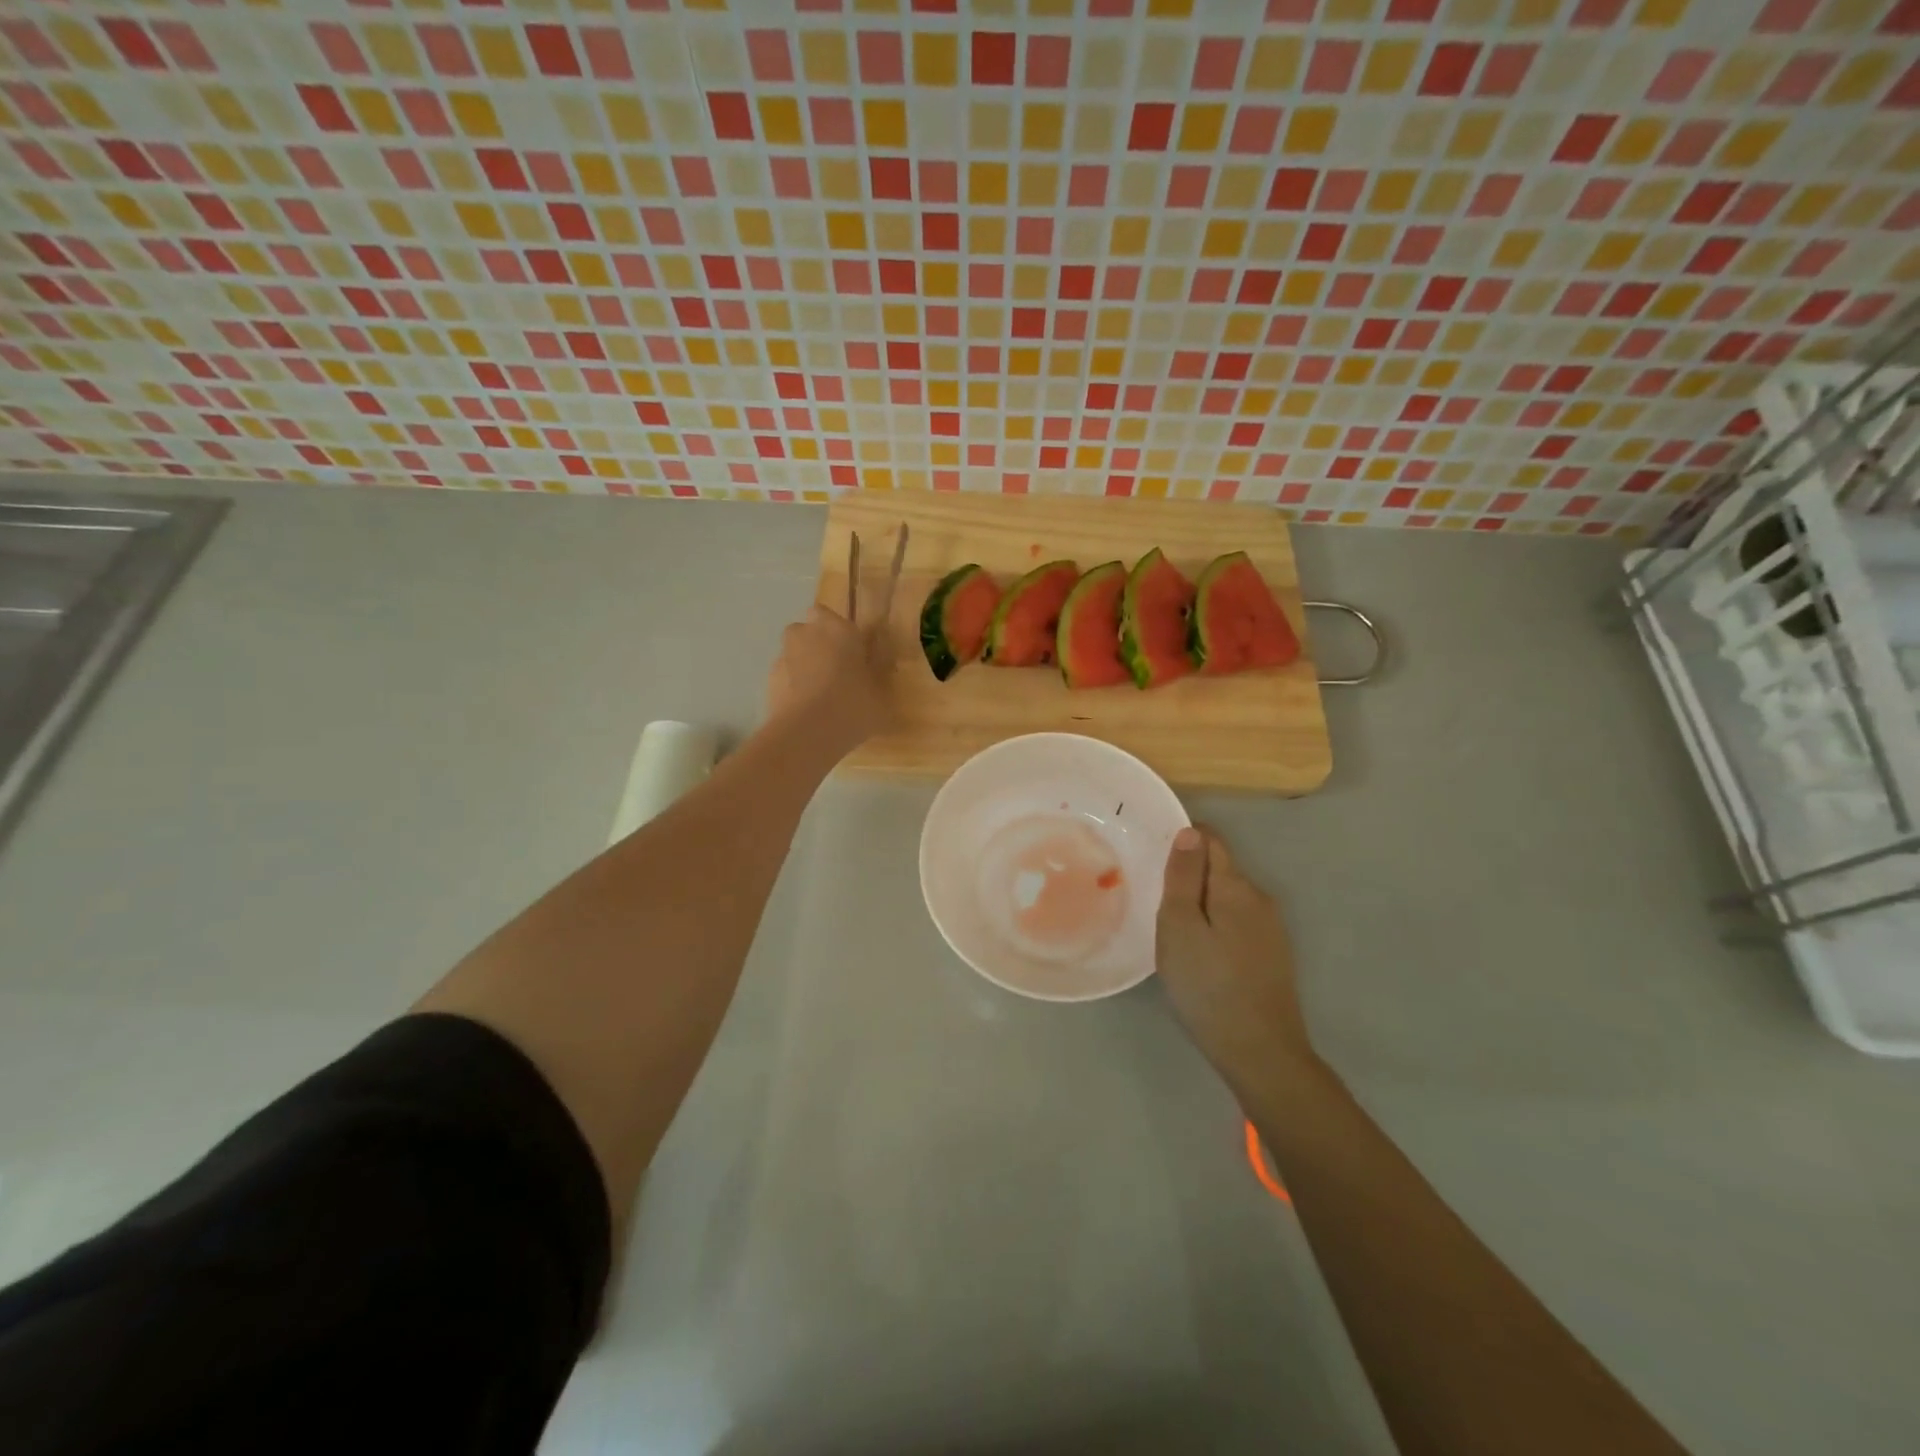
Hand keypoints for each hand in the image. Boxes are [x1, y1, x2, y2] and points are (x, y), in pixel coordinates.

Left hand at [765, 605, 890, 750]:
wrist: (807, 732)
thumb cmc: (854, 706)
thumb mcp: (882, 697)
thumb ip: (878, 679)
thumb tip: (877, 673)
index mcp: (839, 630)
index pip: (831, 615)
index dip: (838, 632)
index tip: (850, 651)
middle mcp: (807, 634)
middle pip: (806, 630)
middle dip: (816, 644)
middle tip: (834, 670)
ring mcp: (784, 656)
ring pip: (792, 653)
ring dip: (802, 665)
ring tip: (818, 694)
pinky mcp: (768, 680)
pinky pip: (783, 677)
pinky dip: (791, 687)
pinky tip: (804, 710)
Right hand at [1157, 826, 1313, 1086]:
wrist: (1260, 1052)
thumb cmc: (1208, 985)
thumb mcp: (1180, 927)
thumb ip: (1183, 876)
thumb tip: (1189, 831)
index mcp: (1236, 887)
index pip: (1210, 840)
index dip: (1181, 840)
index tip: (1152, 859)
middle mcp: (1260, 899)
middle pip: (1219, 869)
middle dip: (1188, 875)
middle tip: (1153, 900)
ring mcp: (1270, 929)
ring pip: (1227, 898)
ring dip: (1200, 903)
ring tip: (1171, 929)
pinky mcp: (1272, 955)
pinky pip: (1236, 922)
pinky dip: (1214, 925)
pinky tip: (1199, 953)